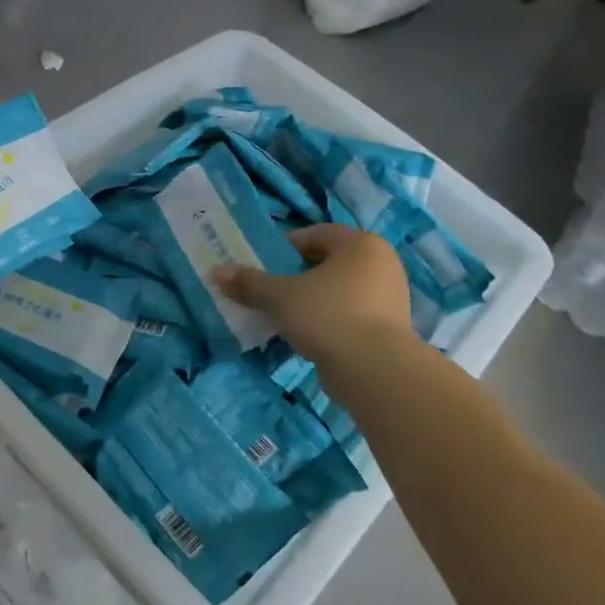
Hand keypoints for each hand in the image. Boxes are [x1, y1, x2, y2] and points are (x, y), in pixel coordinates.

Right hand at [212, 224, 415, 370]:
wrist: (374, 370)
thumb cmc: (328, 316)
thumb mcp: (281, 296)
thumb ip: (250, 283)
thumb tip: (215, 271)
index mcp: (361, 244)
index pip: (316, 234)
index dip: (286, 246)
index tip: (263, 263)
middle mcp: (381, 264)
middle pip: (328, 262)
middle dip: (298, 274)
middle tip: (270, 288)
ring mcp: (389, 297)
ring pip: (339, 290)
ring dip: (312, 299)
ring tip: (284, 314)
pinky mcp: (388, 328)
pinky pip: (350, 314)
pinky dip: (328, 319)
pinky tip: (307, 335)